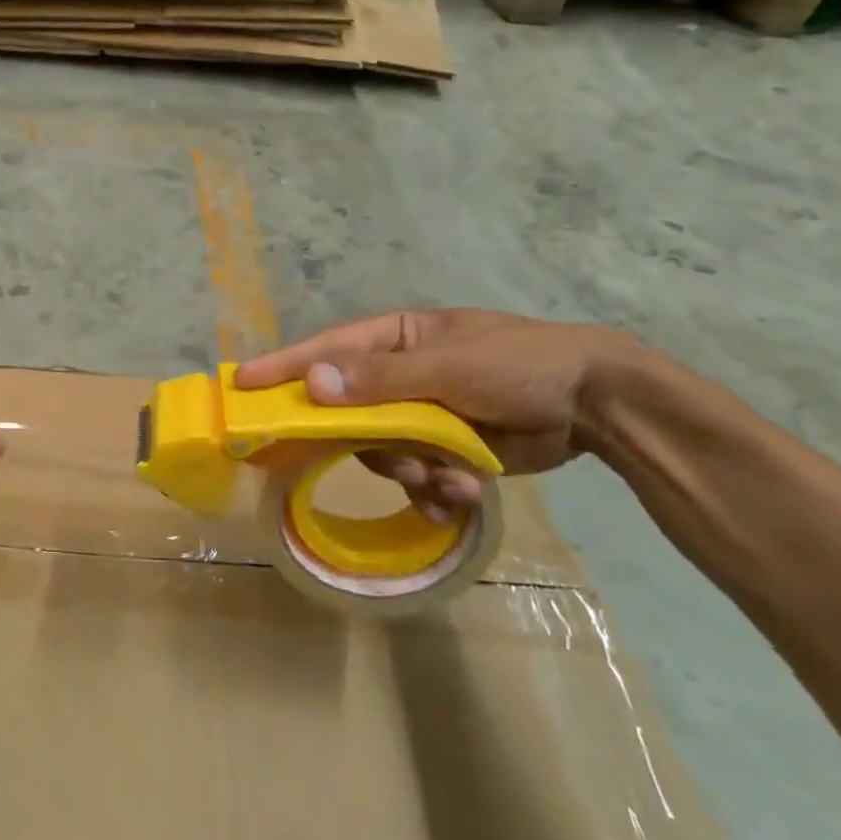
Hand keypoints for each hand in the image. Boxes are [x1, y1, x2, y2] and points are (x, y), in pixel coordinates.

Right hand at [235, 309, 637, 521]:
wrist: (599, 405)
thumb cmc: (520, 364)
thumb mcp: (449, 365)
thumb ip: (380, 378)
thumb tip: (314, 383)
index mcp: (394, 340)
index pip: (326, 351)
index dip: (283, 368)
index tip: (241, 386)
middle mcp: (398, 377)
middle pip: (349, 414)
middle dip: (365, 443)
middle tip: (378, 461)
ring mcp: (421, 416)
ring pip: (381, 453)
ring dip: (408, 473)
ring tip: (444, 482)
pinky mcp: (445, 452)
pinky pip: (416, 477)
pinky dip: (434, 493)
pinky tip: (458, 499)